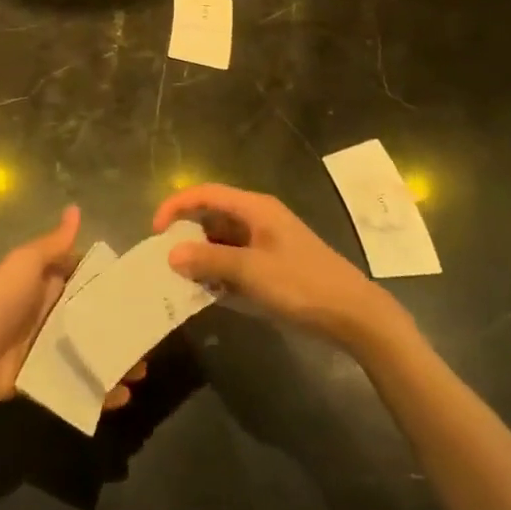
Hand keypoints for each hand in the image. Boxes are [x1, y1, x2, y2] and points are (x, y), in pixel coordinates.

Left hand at [0, 206, 145, 412]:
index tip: (146, 289)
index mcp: (50, 285)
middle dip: (121, 327)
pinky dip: (98, 392)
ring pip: (90, 353)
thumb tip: (75, 209)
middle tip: (154, 336)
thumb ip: (54, 244)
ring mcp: (49, 349)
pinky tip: (122, 397)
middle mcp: (53, 315)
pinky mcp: (45, 379)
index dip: (114, 285)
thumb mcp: (27, 263)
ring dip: (115, 361)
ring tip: (142, 370)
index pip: (88, 282)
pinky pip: (77, 385)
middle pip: (94, 320)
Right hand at [155, 184, 403, 345]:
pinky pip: (235, 260)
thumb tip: (171, 254)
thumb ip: (209, 260)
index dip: (176, 206)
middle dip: (186, 234)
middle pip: (212, 215)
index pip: (205, 193)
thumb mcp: (251, 272)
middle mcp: (258, 218)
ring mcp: (266, 242)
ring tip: (180, 277)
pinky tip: (208, 292)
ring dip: (201, 256)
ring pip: (222, 240)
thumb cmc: (302, 285)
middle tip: (164, 258)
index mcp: (255, 208)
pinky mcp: (272, 265)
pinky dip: (218, 271)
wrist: (354, 316)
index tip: (156, 231)